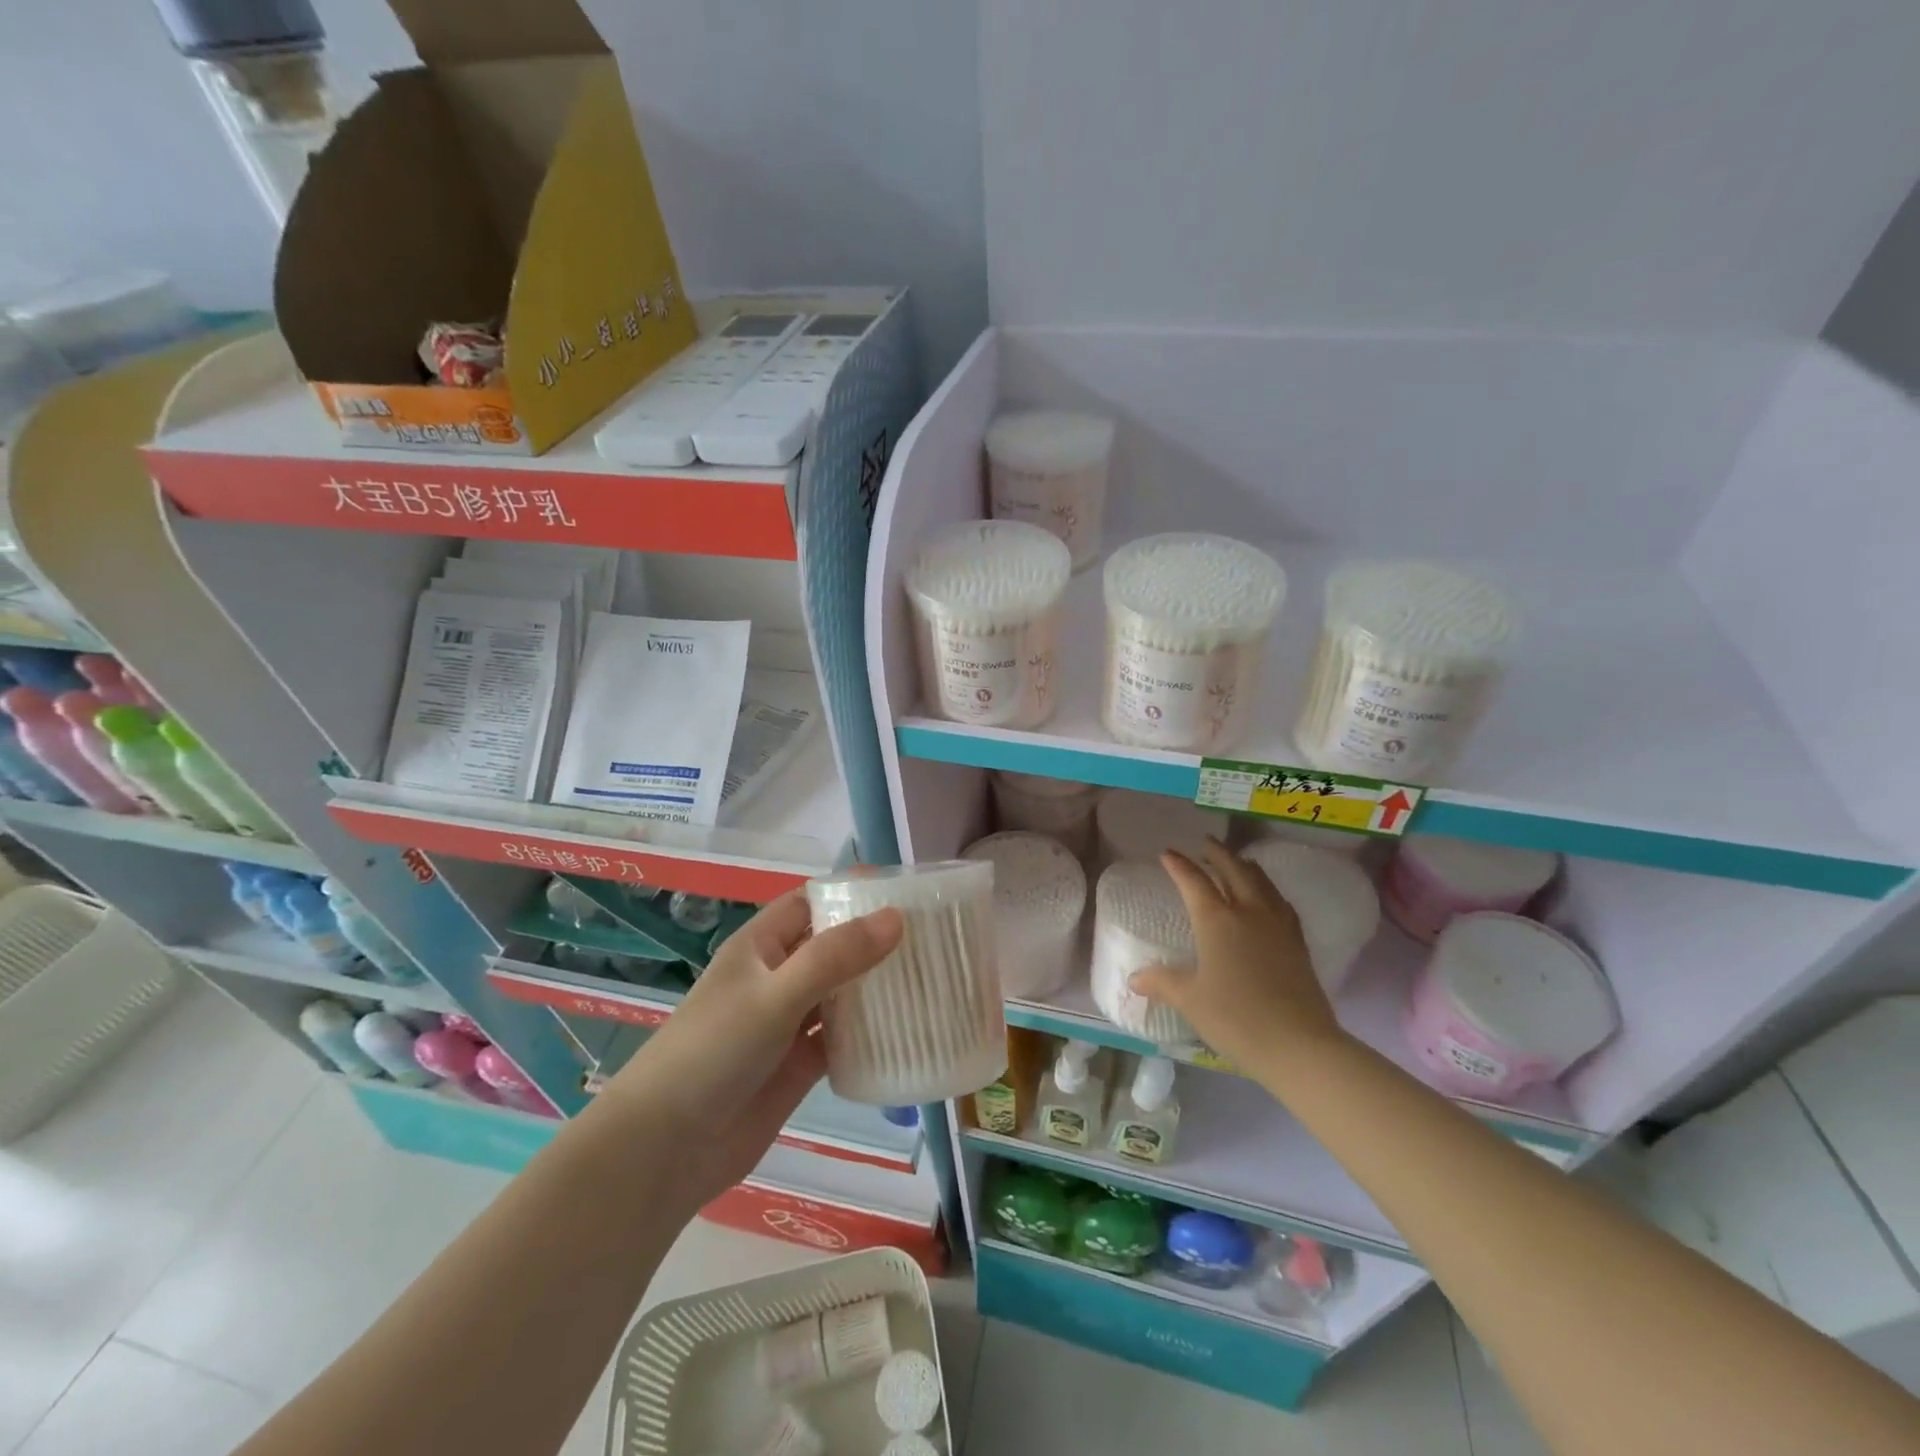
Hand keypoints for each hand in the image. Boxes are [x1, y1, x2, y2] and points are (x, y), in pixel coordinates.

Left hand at [599, 890, 902, 1213]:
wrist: (666, 1148)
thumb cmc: (714, 1051)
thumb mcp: (776, 995)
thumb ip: (835, 957)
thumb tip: (896, 917)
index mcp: (762, 947)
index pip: (811, 902)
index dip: (851, 892)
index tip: (904, 891)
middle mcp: (777, 977)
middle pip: (832, 946)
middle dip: (874, 939)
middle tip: (932, 935)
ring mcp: (788, 1023)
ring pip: (841, 993)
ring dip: (876, 986)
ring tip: (931, 975)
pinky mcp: (799, 1065)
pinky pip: (842, 1038)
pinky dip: (870, 1033)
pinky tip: (907, 1029)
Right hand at [1129, 840, 1346, 1074]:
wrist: (1299, 1045)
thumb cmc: (1235, 1018)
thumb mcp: (1190, 1000)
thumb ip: (1161, 982)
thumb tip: (1134, 978)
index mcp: (1216, 920)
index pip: (1193, 881)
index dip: (1179, 865)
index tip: (1167, 853)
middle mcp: (1249, 912)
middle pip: (1234, 870)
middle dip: (1217, 853)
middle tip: (1205, 842)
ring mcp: (1278, 926)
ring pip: (1262, 882)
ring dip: (1246, 866)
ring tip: (1238, 861)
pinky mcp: (1298, 943)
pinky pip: (1281, 903)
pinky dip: (1269, 890)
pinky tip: (1269, 898)